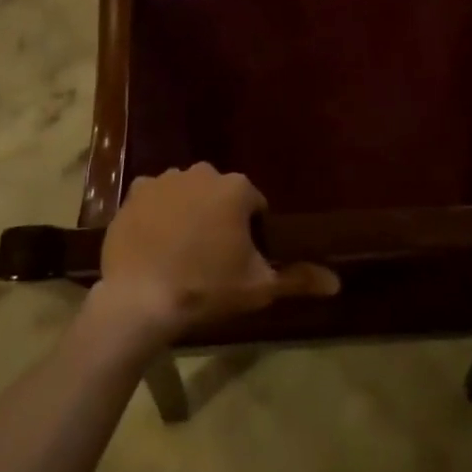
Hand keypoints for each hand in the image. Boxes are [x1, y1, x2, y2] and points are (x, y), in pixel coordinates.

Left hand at [92, 164, 338, 347]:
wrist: (139, 300)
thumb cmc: (205, 288)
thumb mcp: (258, 288)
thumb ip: (298, 278)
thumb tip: (337, 282)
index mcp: (236, 188)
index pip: (254, 204)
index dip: (250, 232)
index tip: (239, 259)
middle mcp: (202, 172)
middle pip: (219, 194)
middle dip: (219, 217)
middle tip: (211, 257)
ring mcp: (165, 179)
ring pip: (187, 193)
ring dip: (188, 212)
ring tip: (180, 252)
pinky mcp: (135, 193)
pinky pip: (155, 198)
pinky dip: (157, 214)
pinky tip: (154, 243)